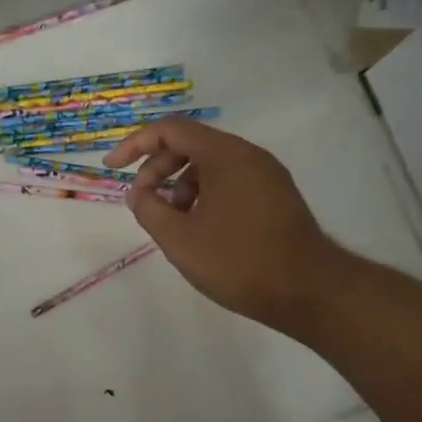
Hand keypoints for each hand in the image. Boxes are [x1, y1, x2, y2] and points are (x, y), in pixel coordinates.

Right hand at [104, 119, 341, 333]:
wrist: (309, 292)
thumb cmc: (238, 261)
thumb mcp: (179, 239)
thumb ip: (149, 209)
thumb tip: (138, 192)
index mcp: (225, 155)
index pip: (171, 130)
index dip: (135, 145)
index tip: (112, 169)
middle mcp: (249, 155)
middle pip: (191, 144)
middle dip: (157, 169)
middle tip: (143, 202)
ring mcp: (267, 176)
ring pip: (211, 165)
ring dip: (181, 185)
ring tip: (173, 222)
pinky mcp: (276, 197)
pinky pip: (230, 181)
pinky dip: (205, 195)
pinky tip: (200, 229)